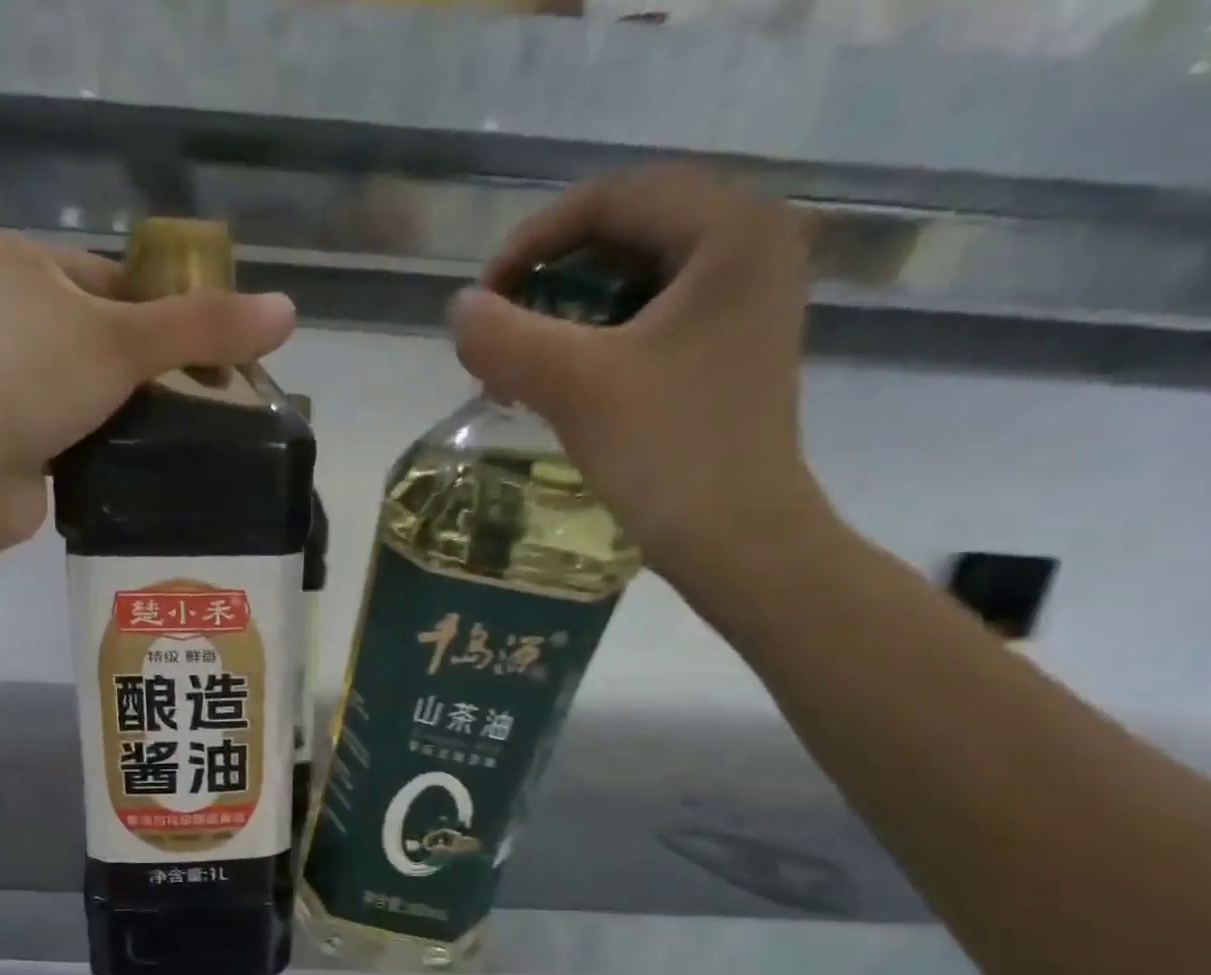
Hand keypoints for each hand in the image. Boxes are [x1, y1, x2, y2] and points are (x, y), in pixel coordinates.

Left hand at [0, 230, 297, 546]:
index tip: (213, 354)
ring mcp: (0, 375)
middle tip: (206, 398)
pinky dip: (105, 439)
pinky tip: (139, 457)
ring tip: (182, 432)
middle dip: (153, 367)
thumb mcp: (125, 341)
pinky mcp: (8, 432)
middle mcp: (3, 310)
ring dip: (131, 407)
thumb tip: (288, 311)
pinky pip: (73, 425)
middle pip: (104, 332)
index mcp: (19, 261)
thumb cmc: (31, 379)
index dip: (169, 312)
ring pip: (89, 384)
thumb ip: (204, 327)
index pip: (115, 277)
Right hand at [449, 167, 834, 587]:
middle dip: (549, 283)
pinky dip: (595, 343)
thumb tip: (459, 311)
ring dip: (565, 317)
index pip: (613, 197)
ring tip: (520, 368)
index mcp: (732, 231)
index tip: (484, 300)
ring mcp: (744, 302)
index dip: (533, 241)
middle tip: (500, 336)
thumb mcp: (576, 387)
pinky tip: (560, 384)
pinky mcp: (727, 349)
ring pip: (632, 281)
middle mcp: (751, 248)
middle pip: (624, 235)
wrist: (738, 542)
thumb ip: (506, 338)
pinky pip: (647, 321)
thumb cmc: (669, 455)